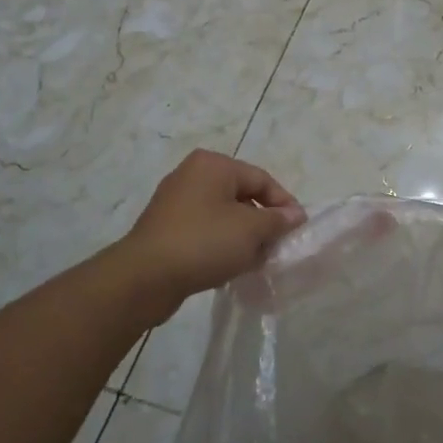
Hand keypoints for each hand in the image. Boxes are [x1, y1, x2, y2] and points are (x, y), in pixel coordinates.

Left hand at [118, 149, 305, 315]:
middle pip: (242, 196)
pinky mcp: (166, 227)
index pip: (262, 179)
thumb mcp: (251, 230)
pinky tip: (230, 266)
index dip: (284, 204)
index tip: (297, 230)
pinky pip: (205, 230)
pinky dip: (221, 244)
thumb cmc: (204, 242)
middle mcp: (192, 175)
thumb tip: (295, 215)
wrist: (145, 277)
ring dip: (243, 236)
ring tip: (255, 260)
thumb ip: (277, 220)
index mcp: (213, 165)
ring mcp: (175, 201)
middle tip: (277, 247)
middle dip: (263, 222)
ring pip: (224, 215)